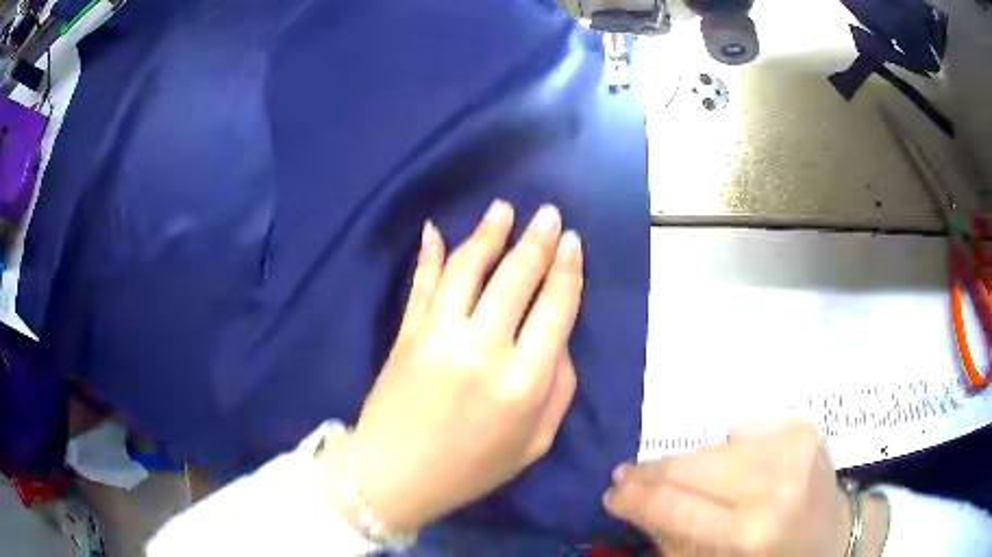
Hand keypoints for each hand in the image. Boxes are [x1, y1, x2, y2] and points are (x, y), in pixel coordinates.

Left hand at [336, 201, 582, 532]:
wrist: (396, 477)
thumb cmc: (472, 468)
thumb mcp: (535, 443)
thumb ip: (559, 390)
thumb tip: (559, 340)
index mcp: (523, 382)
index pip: (555, 308)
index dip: (567, 269)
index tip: (571, 240)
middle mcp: (483, 349)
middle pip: (515, 279)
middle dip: (536, 240)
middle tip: (547, 213)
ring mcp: (439, 336)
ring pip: (468, 270)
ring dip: (488, 234)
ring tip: (503, 208)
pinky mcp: (406, 334)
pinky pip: (422, 284)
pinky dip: (430, 254)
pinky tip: (435, 230)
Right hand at [604, 422, 852, 556]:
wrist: (834, 537)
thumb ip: (673, 537)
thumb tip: (636, 506)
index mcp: (749, 533)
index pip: (674, 506)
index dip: (635, 497)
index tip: (612, 493)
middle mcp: (774, 485)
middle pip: (693, 466)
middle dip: (652, 472)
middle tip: (628, 475)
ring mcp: (794, 449)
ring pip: (714, 445)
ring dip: (688, 463)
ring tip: (675, 475)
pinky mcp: (804, 429)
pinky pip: (744, 431)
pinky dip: (729, 451)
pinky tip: (736, 469)